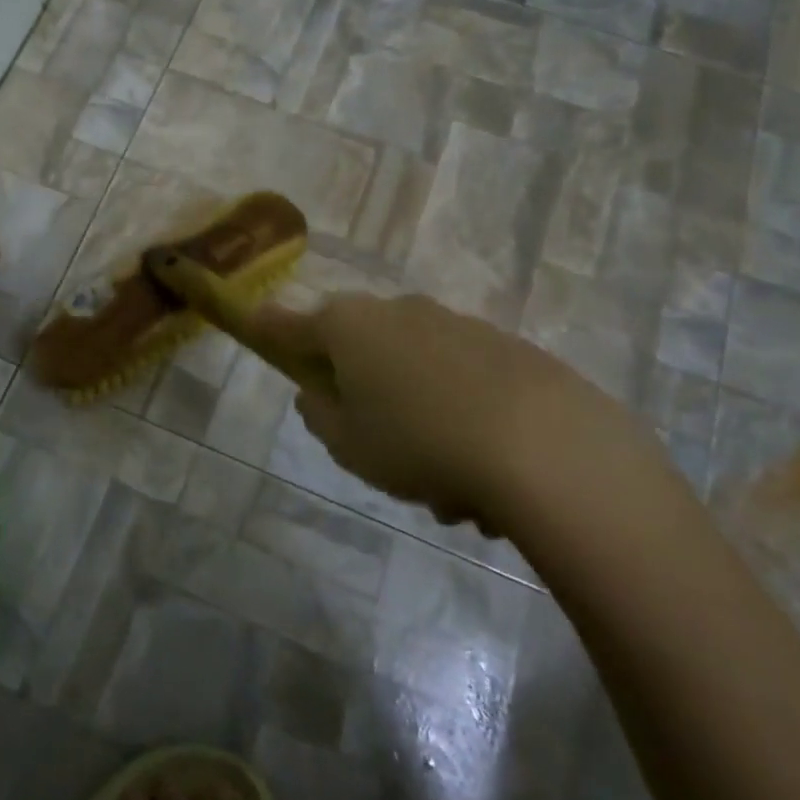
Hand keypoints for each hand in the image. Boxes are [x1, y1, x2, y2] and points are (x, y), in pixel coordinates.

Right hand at [251, 292, 677, 537]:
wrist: (548, 448)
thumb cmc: (419, 443)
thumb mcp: (349, 445)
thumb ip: (320, 416)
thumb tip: (316, 393)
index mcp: (350, 328)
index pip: (291, 324)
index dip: (268, 328)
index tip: (252, 322)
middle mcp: (399, 313)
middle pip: (360, 345)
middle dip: (360, 388)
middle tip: (372, 442)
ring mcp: (457, 325)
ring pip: (414, 370)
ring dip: (415, 414)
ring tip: (443, 486)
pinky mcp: (507, 347)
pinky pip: (460, 381)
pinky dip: (459, 416)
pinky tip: (483, 472)